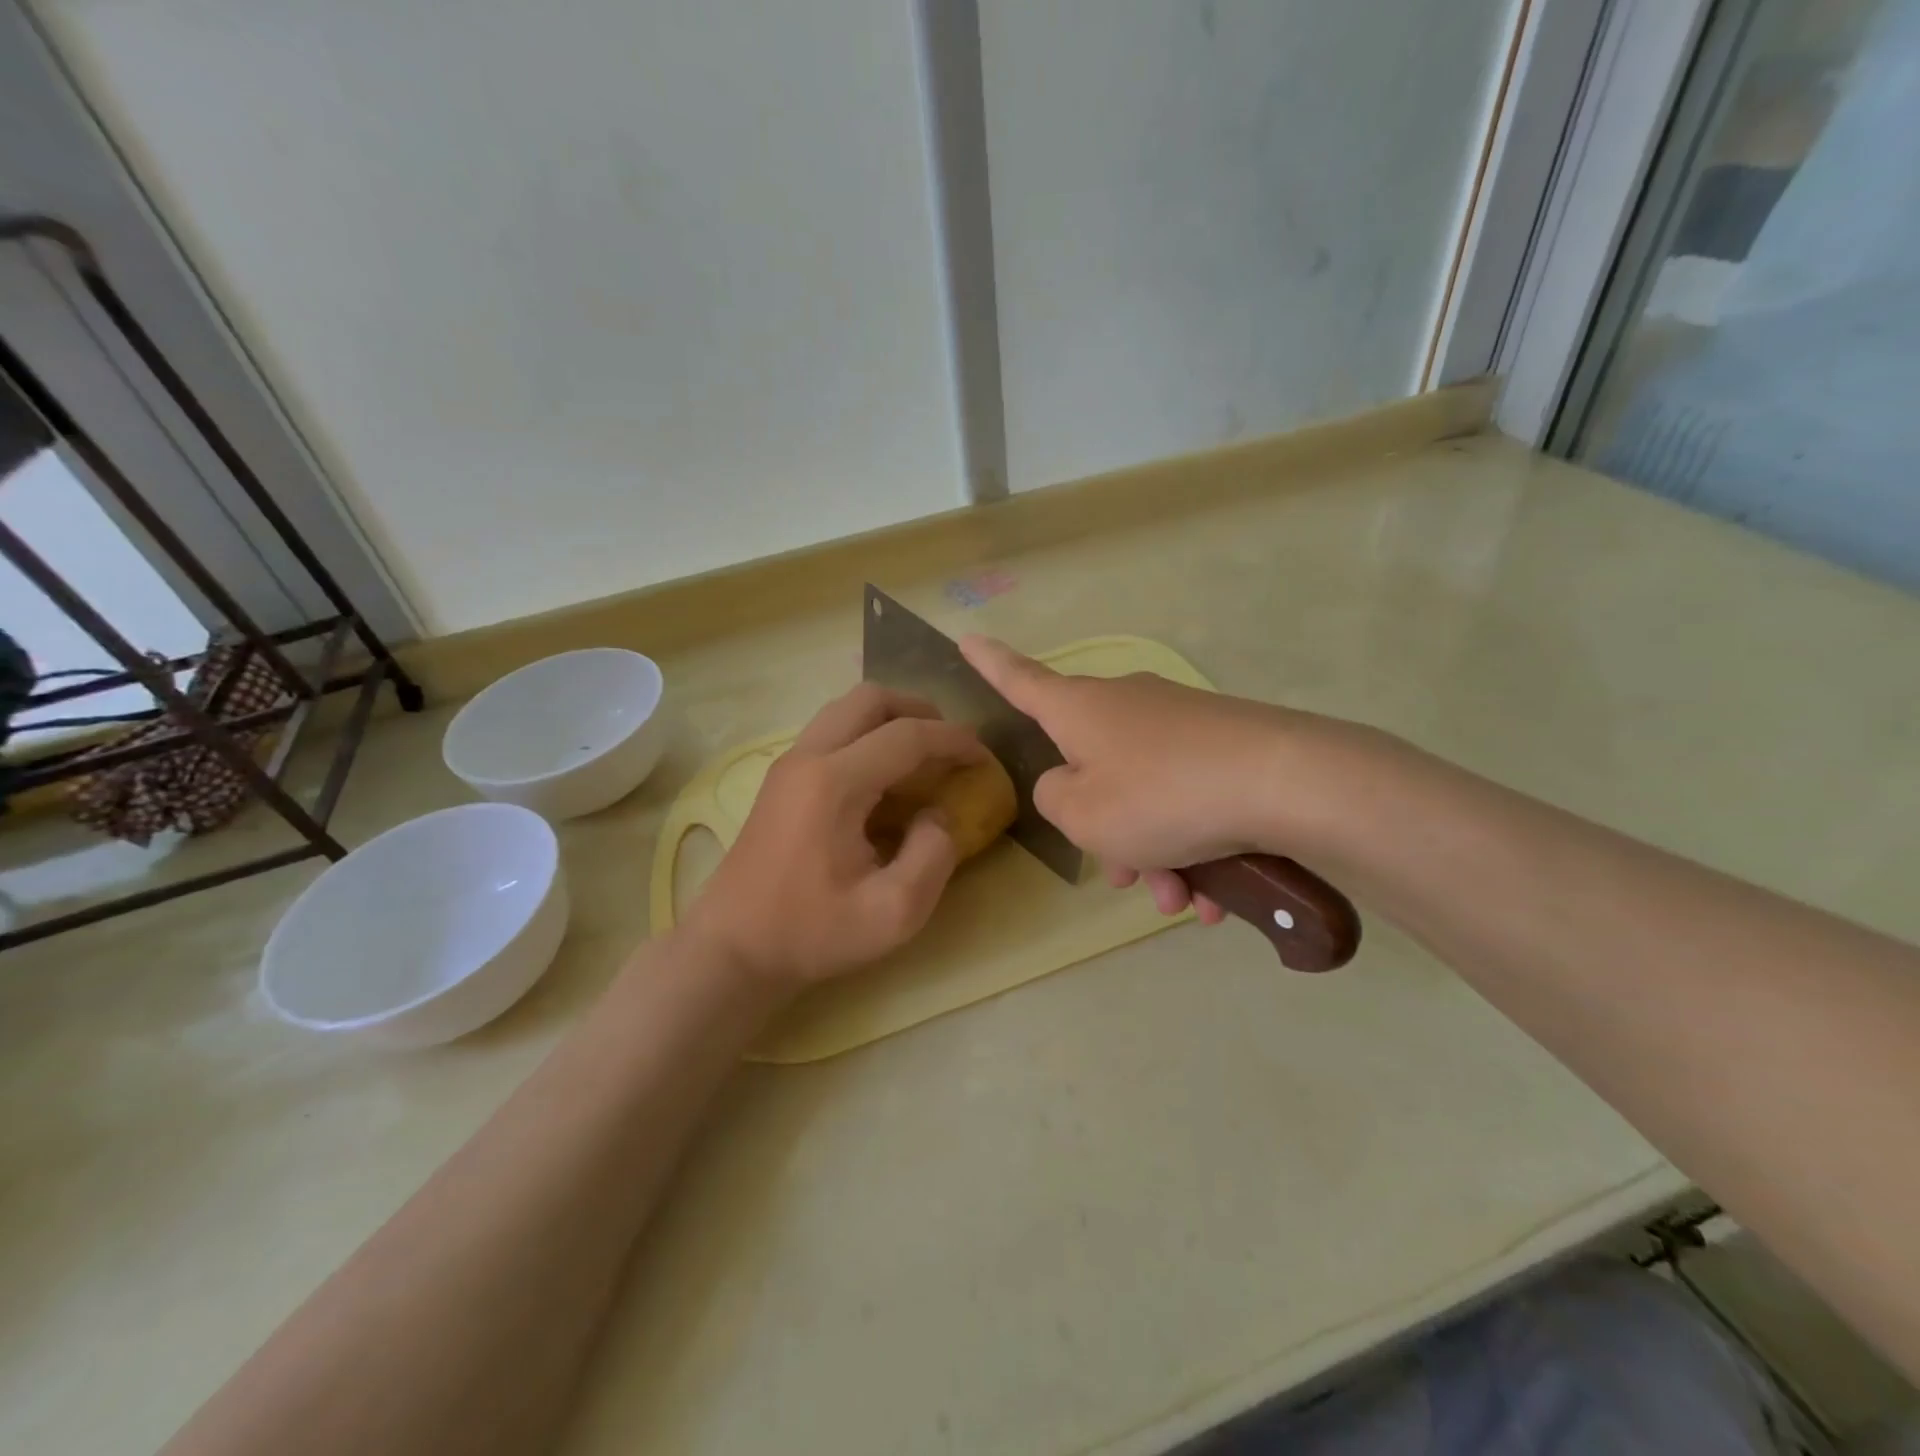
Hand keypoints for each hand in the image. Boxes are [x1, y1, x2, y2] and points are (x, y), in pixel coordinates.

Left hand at [682, 684, 986, 992]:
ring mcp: (788, 763)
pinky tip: (883, 777)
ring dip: (891, 719)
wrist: (733, 948)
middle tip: (950, 746)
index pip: (907, 736)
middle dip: (921, 711)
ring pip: (847, 708)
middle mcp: (808, 757)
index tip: (985, 757)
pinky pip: (831, 730)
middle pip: (871, 698)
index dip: (954, 740)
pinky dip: (866, 735)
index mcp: (834, 783)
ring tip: (921, 756)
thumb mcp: (893, 913)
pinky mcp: (781, 778)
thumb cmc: (812, 933)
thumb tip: (938, 815)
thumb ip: (933, 856)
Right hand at [960, 636, 1322, 922]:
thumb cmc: (1160, 797)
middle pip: (1093, 768)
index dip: (990, 664)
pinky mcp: (1226, 744)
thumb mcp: (1082, 814)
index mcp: (1080, 710)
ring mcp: (1180, 723)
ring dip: (1155, 853)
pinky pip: (1188, 799)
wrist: (1286, 783)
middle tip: (1128, 879)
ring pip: (1146, 796)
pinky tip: (1217, 895)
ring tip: (1183, 901)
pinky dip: (1193, 846)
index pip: (1020, 680)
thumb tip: (1070, 784)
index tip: (967, 638)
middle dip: (1106, 831)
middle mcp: (1126, 705)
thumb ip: (1054, 799)